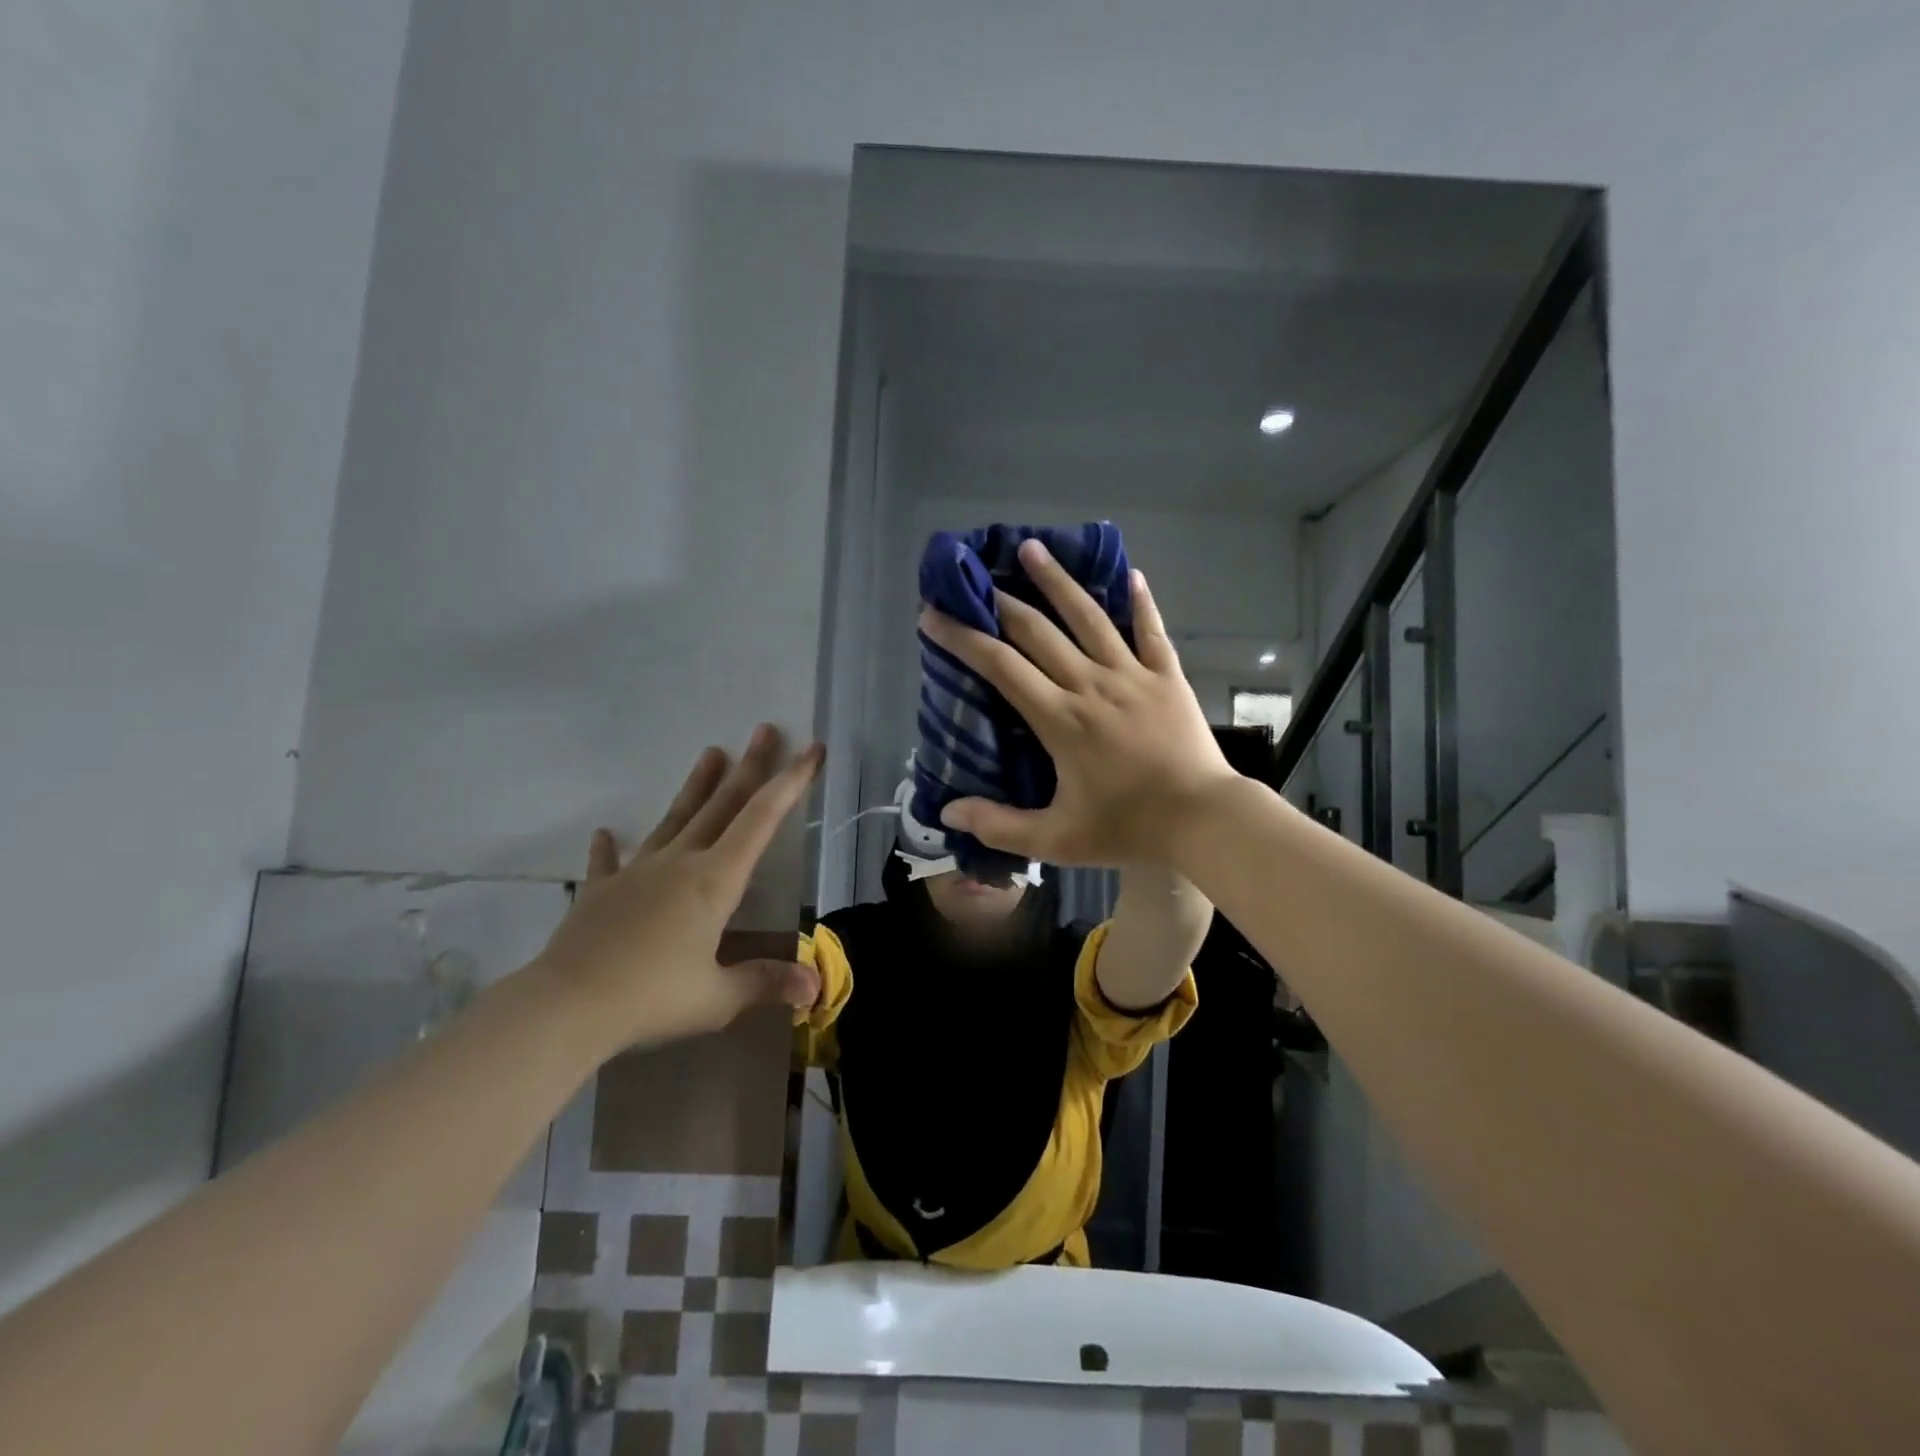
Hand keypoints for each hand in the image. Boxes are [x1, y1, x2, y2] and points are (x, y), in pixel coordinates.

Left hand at [536, 726, 823, 1049]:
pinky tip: (607, 832)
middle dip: (749, 767)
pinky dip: (611, 847)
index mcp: (714, 881)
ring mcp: (637, 873)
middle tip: (765, 730)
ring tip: (711, 752)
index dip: (790, 783)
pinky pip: (610, 863)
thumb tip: (815, 989)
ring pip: (675, 819)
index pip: (762, 819)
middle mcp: (680, 863)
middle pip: (722, 805)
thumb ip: (766, 983)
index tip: (811, 751)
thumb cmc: (650, 998)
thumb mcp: (717, 997)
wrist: (564, 1008)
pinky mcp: (601, 892)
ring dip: (697, 786)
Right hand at [918, 537, 1239, 868]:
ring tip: (1033, 548)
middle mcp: (1090, 684)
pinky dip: (1140, 602)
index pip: (1000, 666)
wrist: (1203, 821)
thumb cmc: (1127, 829)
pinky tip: (1129, 574)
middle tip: (973, 579)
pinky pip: (1150, 630)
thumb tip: (948, 811)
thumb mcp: (1056, 841)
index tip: (933, 615)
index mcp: (1060, 719)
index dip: (963, 638)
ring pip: (1089, 617)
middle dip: (999, 602)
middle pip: (1037, 631)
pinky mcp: (1167, 677)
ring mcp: (1132, 675)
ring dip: (1057, 582)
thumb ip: (999, 825)